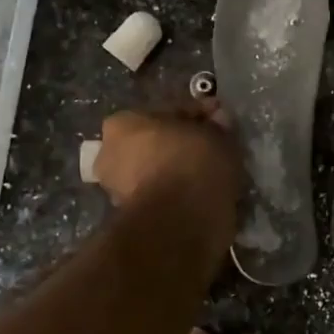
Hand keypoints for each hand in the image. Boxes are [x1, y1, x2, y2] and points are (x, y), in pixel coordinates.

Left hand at [94, 102, 244, 219]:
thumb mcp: (215, 133)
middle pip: (158, 142)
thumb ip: (216, 125)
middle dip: (184, 143)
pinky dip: (181, 193)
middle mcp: (111, 154)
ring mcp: (118, 189)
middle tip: (217, 147)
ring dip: (182, 169)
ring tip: (215, 173)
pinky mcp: (134, 217)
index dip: (199, 115)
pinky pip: (164, 195)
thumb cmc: (191, 163)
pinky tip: (205, 193)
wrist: (179, 222)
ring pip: (160, 170)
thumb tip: (218, 121)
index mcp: (122, 123)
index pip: (168, 111)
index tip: (222, 121)